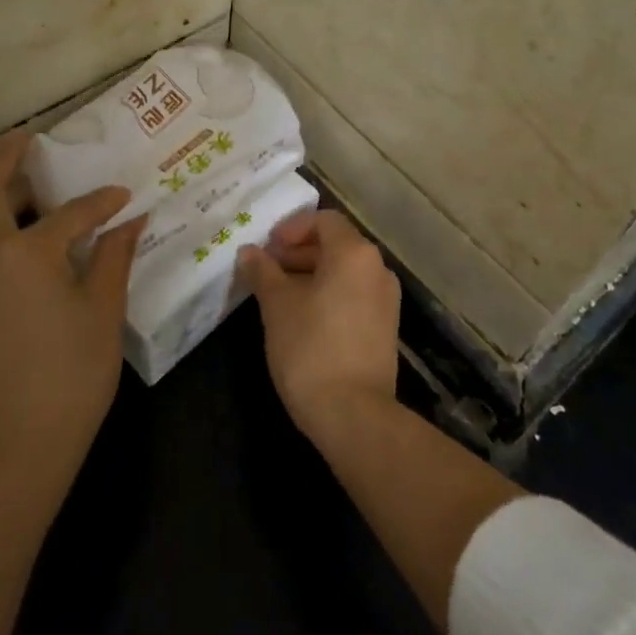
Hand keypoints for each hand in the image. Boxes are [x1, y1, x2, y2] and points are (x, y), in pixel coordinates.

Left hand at [0, 132, 144, 507]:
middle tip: (27, 139)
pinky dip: (1, 229)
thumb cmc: (71, 374)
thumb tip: (130, 221)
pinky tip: (32, 241)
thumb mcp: (103, 311)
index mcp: (26, 254)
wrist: (18, 445)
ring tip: (31, 183)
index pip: (71, 214)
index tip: (126, 195)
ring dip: (0, 196)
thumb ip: (113, 257)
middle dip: (5, 163)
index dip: (102, 202)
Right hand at [235, 210, 400, 442]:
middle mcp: (377, 268)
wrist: (353, 414)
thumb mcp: (277, 305)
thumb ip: (262, 271)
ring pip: (344, 271)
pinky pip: (354, 295)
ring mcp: (386, 299)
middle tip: (266, 271)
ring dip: (311, 274)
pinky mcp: (385, 327)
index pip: (324, 220)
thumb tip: (249, 252)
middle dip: (299, 252)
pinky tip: (302, 319)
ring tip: (278, 296)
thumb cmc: (310, 347)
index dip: (292, 228)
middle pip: (336, 244)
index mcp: (354, 253)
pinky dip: (328, 295)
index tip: (268, 248)